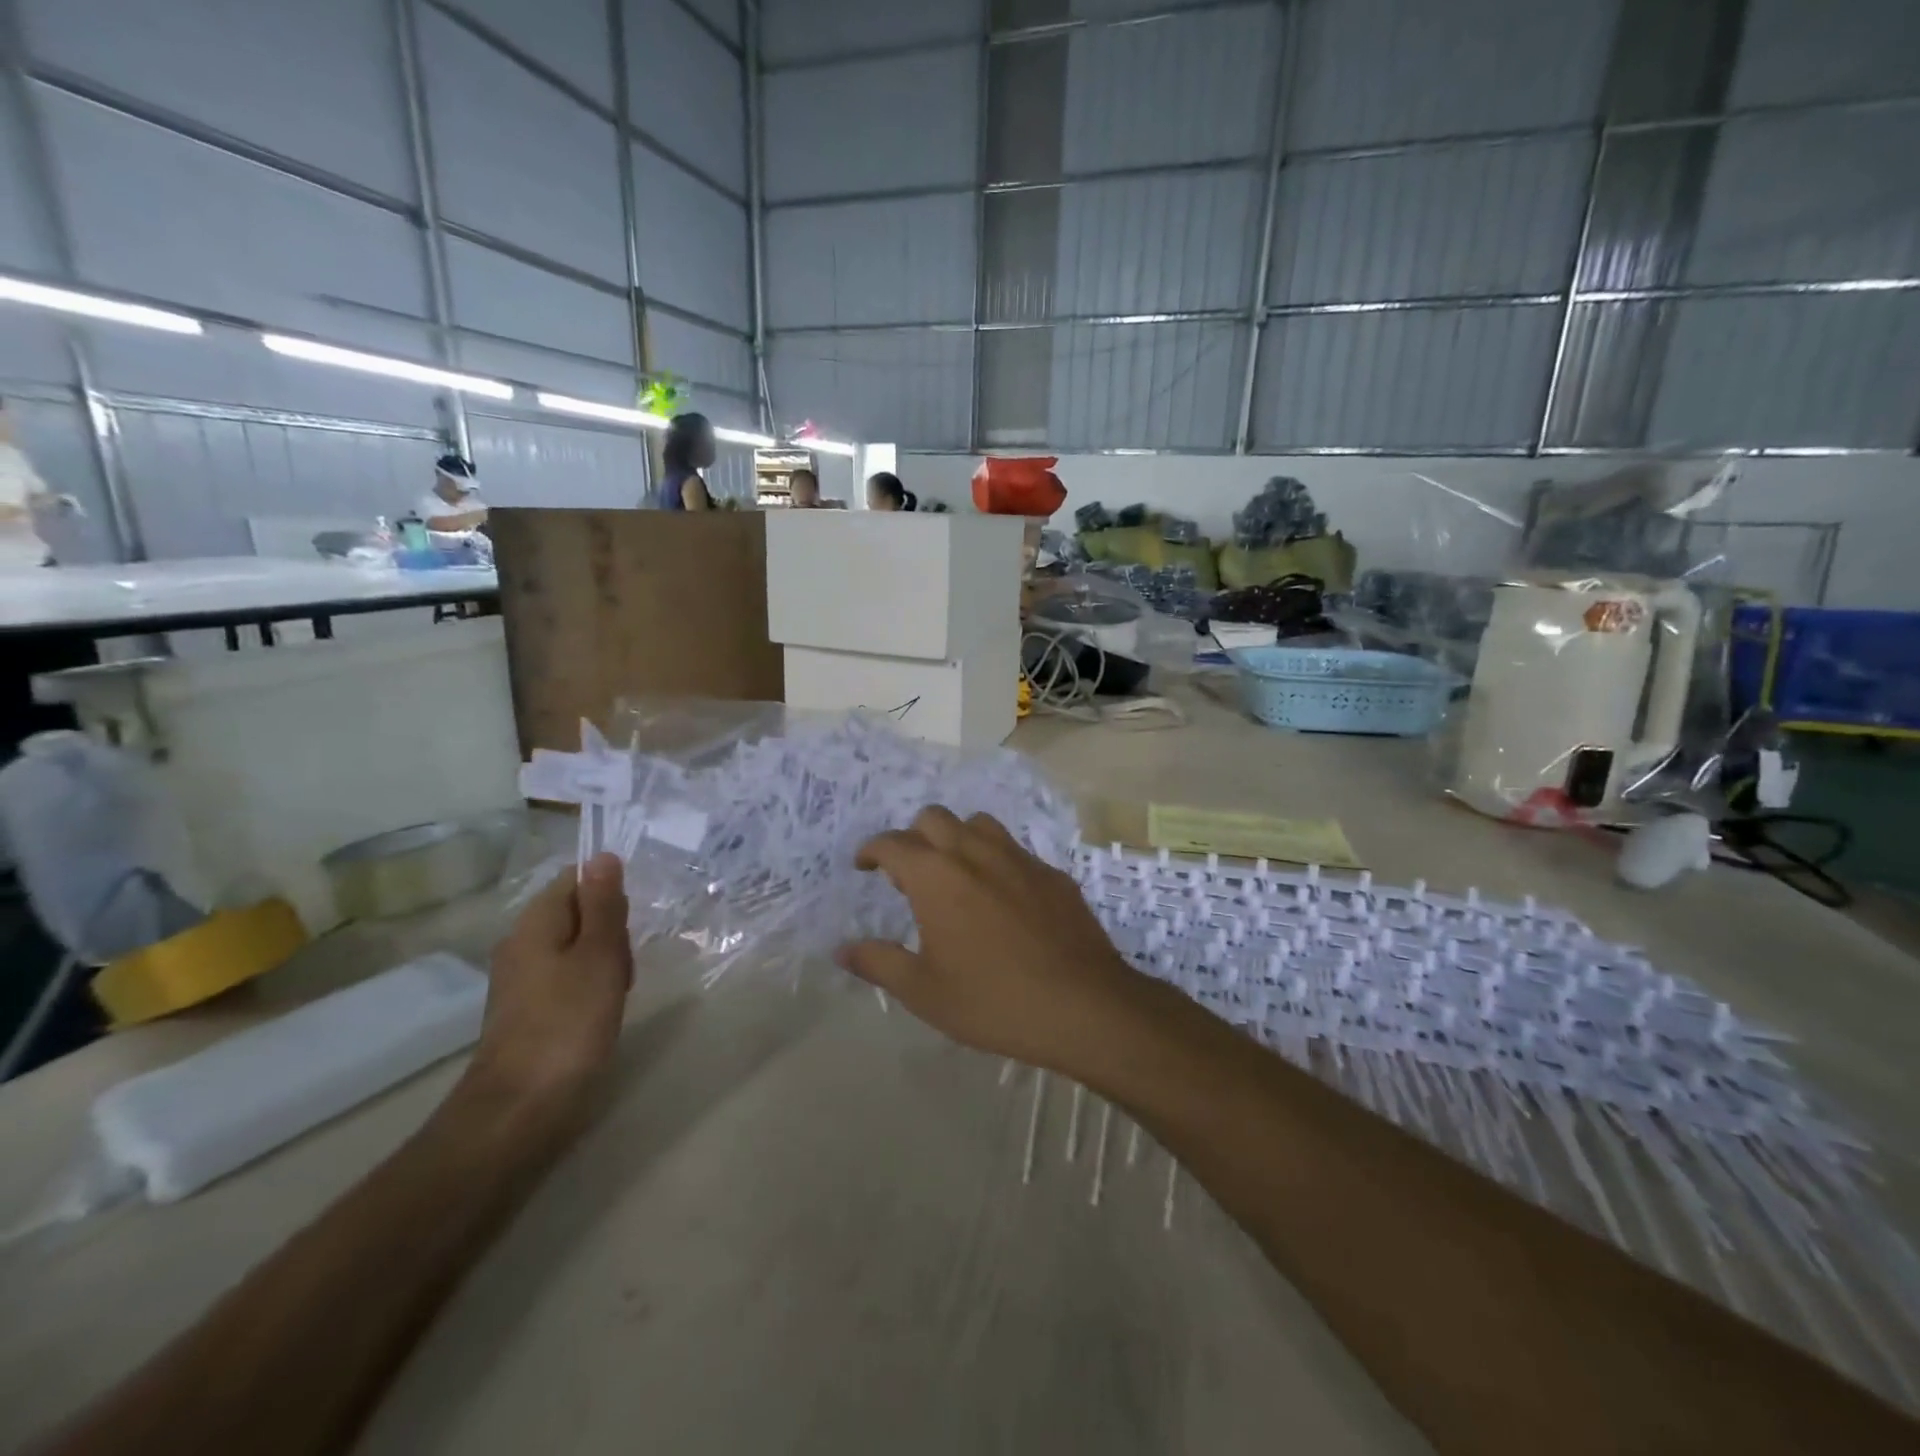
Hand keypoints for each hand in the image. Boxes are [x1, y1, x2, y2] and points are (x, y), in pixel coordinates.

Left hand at [467, 853, 632, 1116]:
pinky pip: (568, 975)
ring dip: (605, 958)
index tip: (632, 920)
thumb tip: (603, 854)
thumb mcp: (599, 955)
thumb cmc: (568, 1023)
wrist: (520, 1107)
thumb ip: (603, 905)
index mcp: (536, 922)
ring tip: (617, 990)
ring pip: (577, 945)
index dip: (610, 891)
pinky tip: (602, 1008)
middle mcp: (522, 942)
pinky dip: (591, 983)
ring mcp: (522, 977)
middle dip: (612, 928)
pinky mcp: (529, 1008)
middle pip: (579, 911)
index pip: (576, 878)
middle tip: (624, 963)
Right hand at [836, 807, 1146, 1075]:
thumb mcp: (924, 992)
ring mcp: (1019, 858)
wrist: (1083, 1005)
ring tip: (955, 875)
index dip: (872, 850)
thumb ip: (879, 963)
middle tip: (909, 875)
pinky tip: (1003, 898)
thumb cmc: (993, 1000)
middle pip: (933, 818)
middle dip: (913, 838)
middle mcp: (974, 852)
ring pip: (978, 824)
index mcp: (936, 876)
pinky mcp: (1052, 873)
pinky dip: (996, 861)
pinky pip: (1014, 850)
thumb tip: (842, 950)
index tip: (864, 866)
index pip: (892, 843)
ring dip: (957, 839)